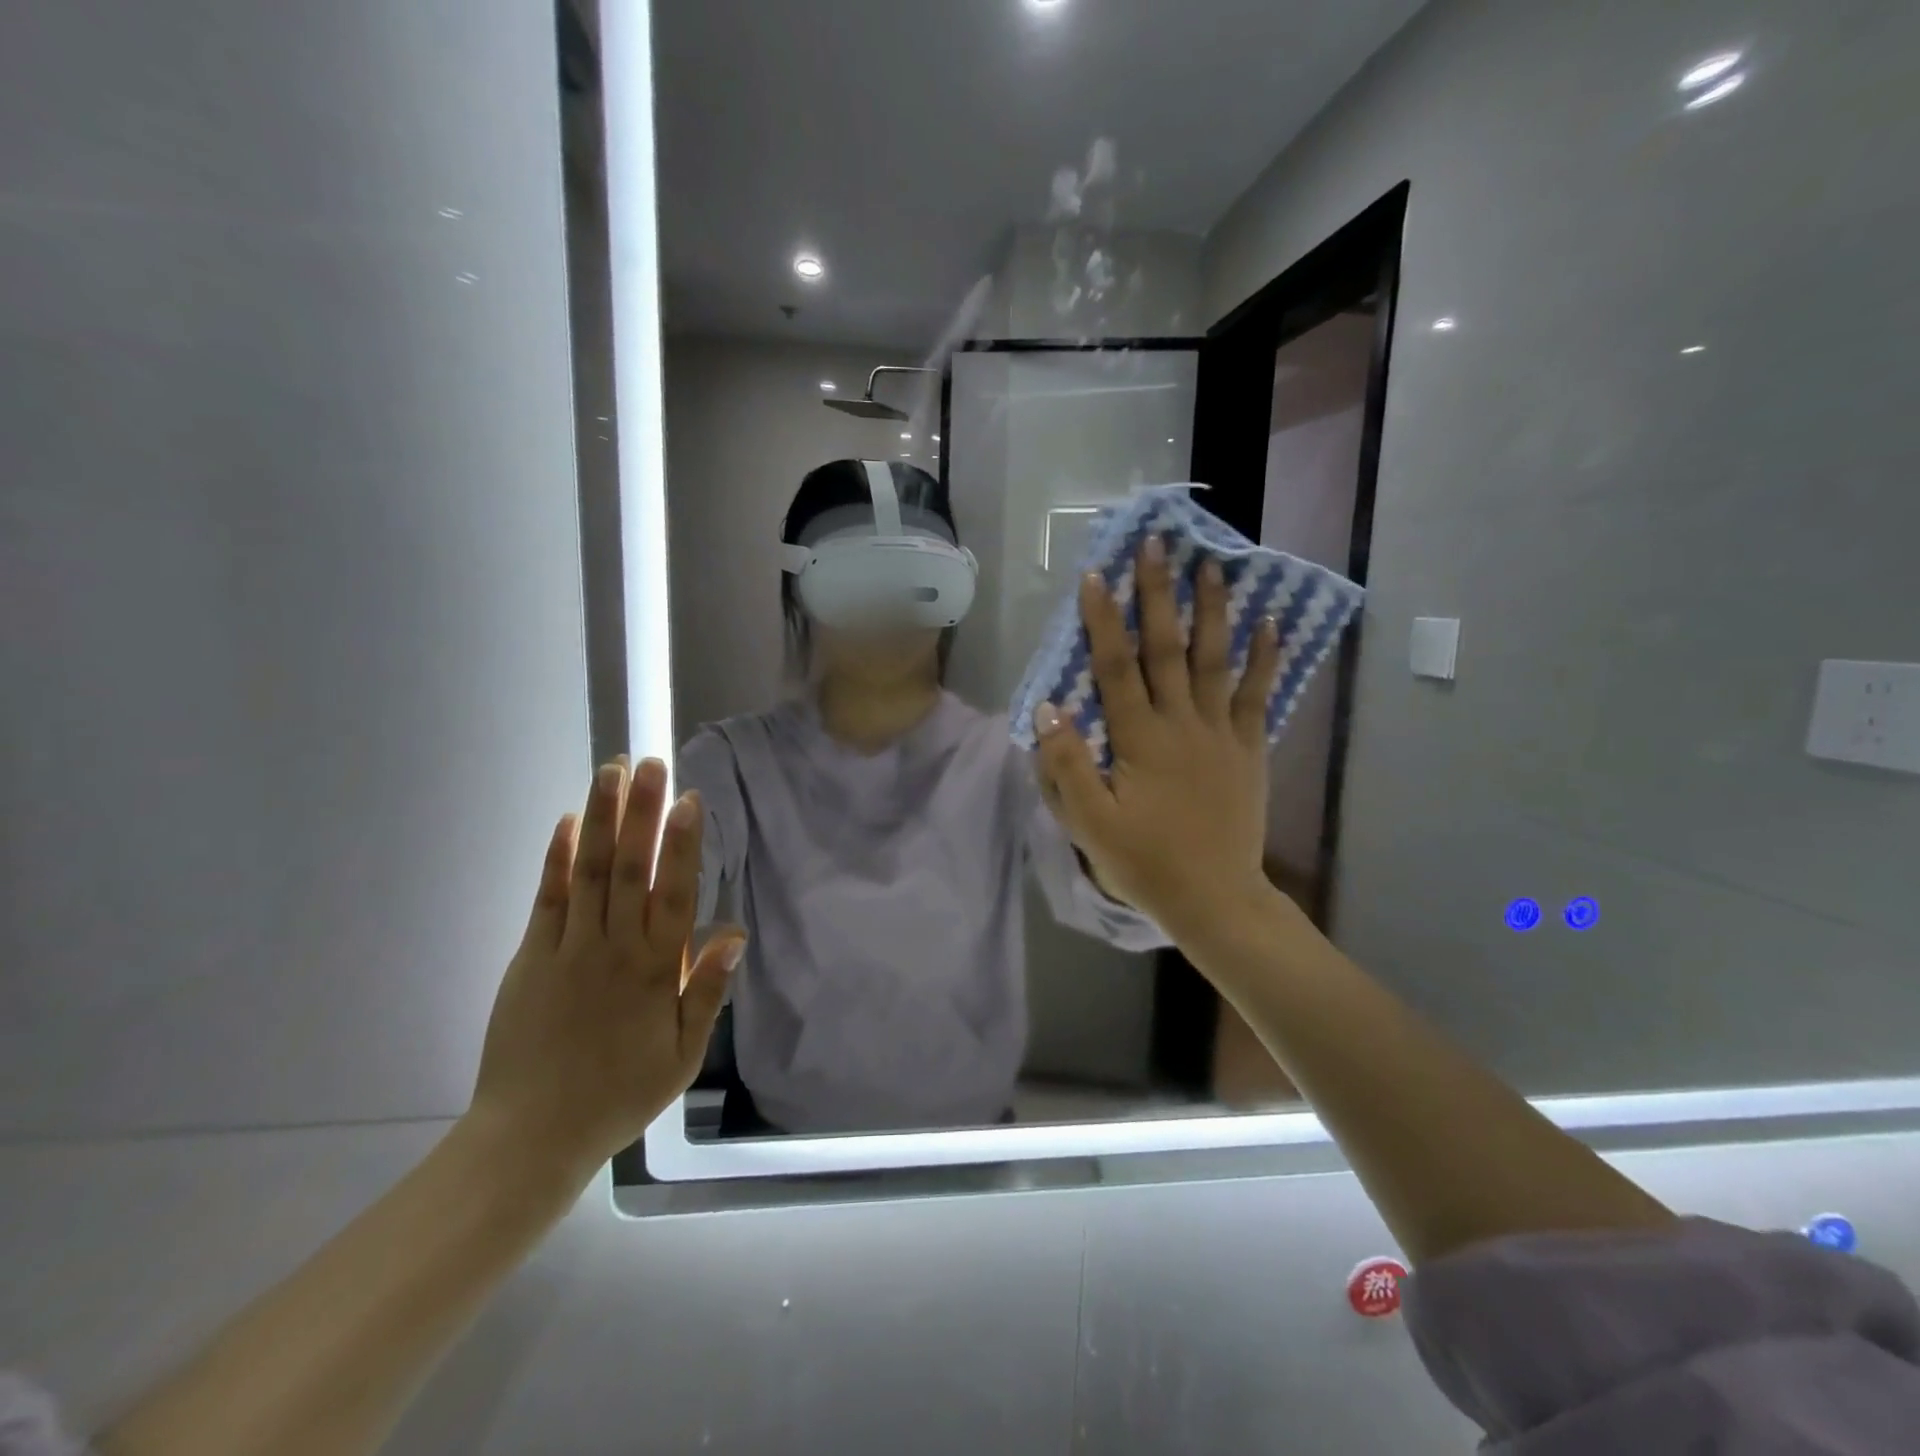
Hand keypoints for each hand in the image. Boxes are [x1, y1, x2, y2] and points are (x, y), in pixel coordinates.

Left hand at [469, 757, 744, 1180]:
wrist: (531, 1136)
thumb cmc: (619, 1095)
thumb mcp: (681, 1056)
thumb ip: (706, 992)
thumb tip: (733, 933)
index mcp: (654, 971)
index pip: (673, 894)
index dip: (683, 845)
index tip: (688, 800)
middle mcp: (613, 948)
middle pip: (629, 869)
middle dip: (640, 812)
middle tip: (648, 763)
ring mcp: (567, 949)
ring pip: (588, 872)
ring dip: (600, 818)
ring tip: (609, 772)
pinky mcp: (531, 957)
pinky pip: (547, 898)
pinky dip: (557, 858)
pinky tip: (567, 822)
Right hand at [1034, 538, 1280, 938]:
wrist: (1215, 898)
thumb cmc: (1145, 862)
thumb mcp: (1090, 824)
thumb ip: (1067, 765)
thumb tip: (1048, 707)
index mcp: (1139, 740)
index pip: (1116, 668)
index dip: (1104, 621)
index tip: (1097, 576)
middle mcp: (1182, 723)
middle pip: (1168, 648)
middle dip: (1160, 593)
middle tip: (1158, 544)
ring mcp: (1221, 733)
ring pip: (1216, 660)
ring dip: (1213, 609)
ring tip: (1213, 563)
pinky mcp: (1249, 748)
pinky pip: (1258, 694)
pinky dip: (1265, 658)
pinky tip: (1272, 622)